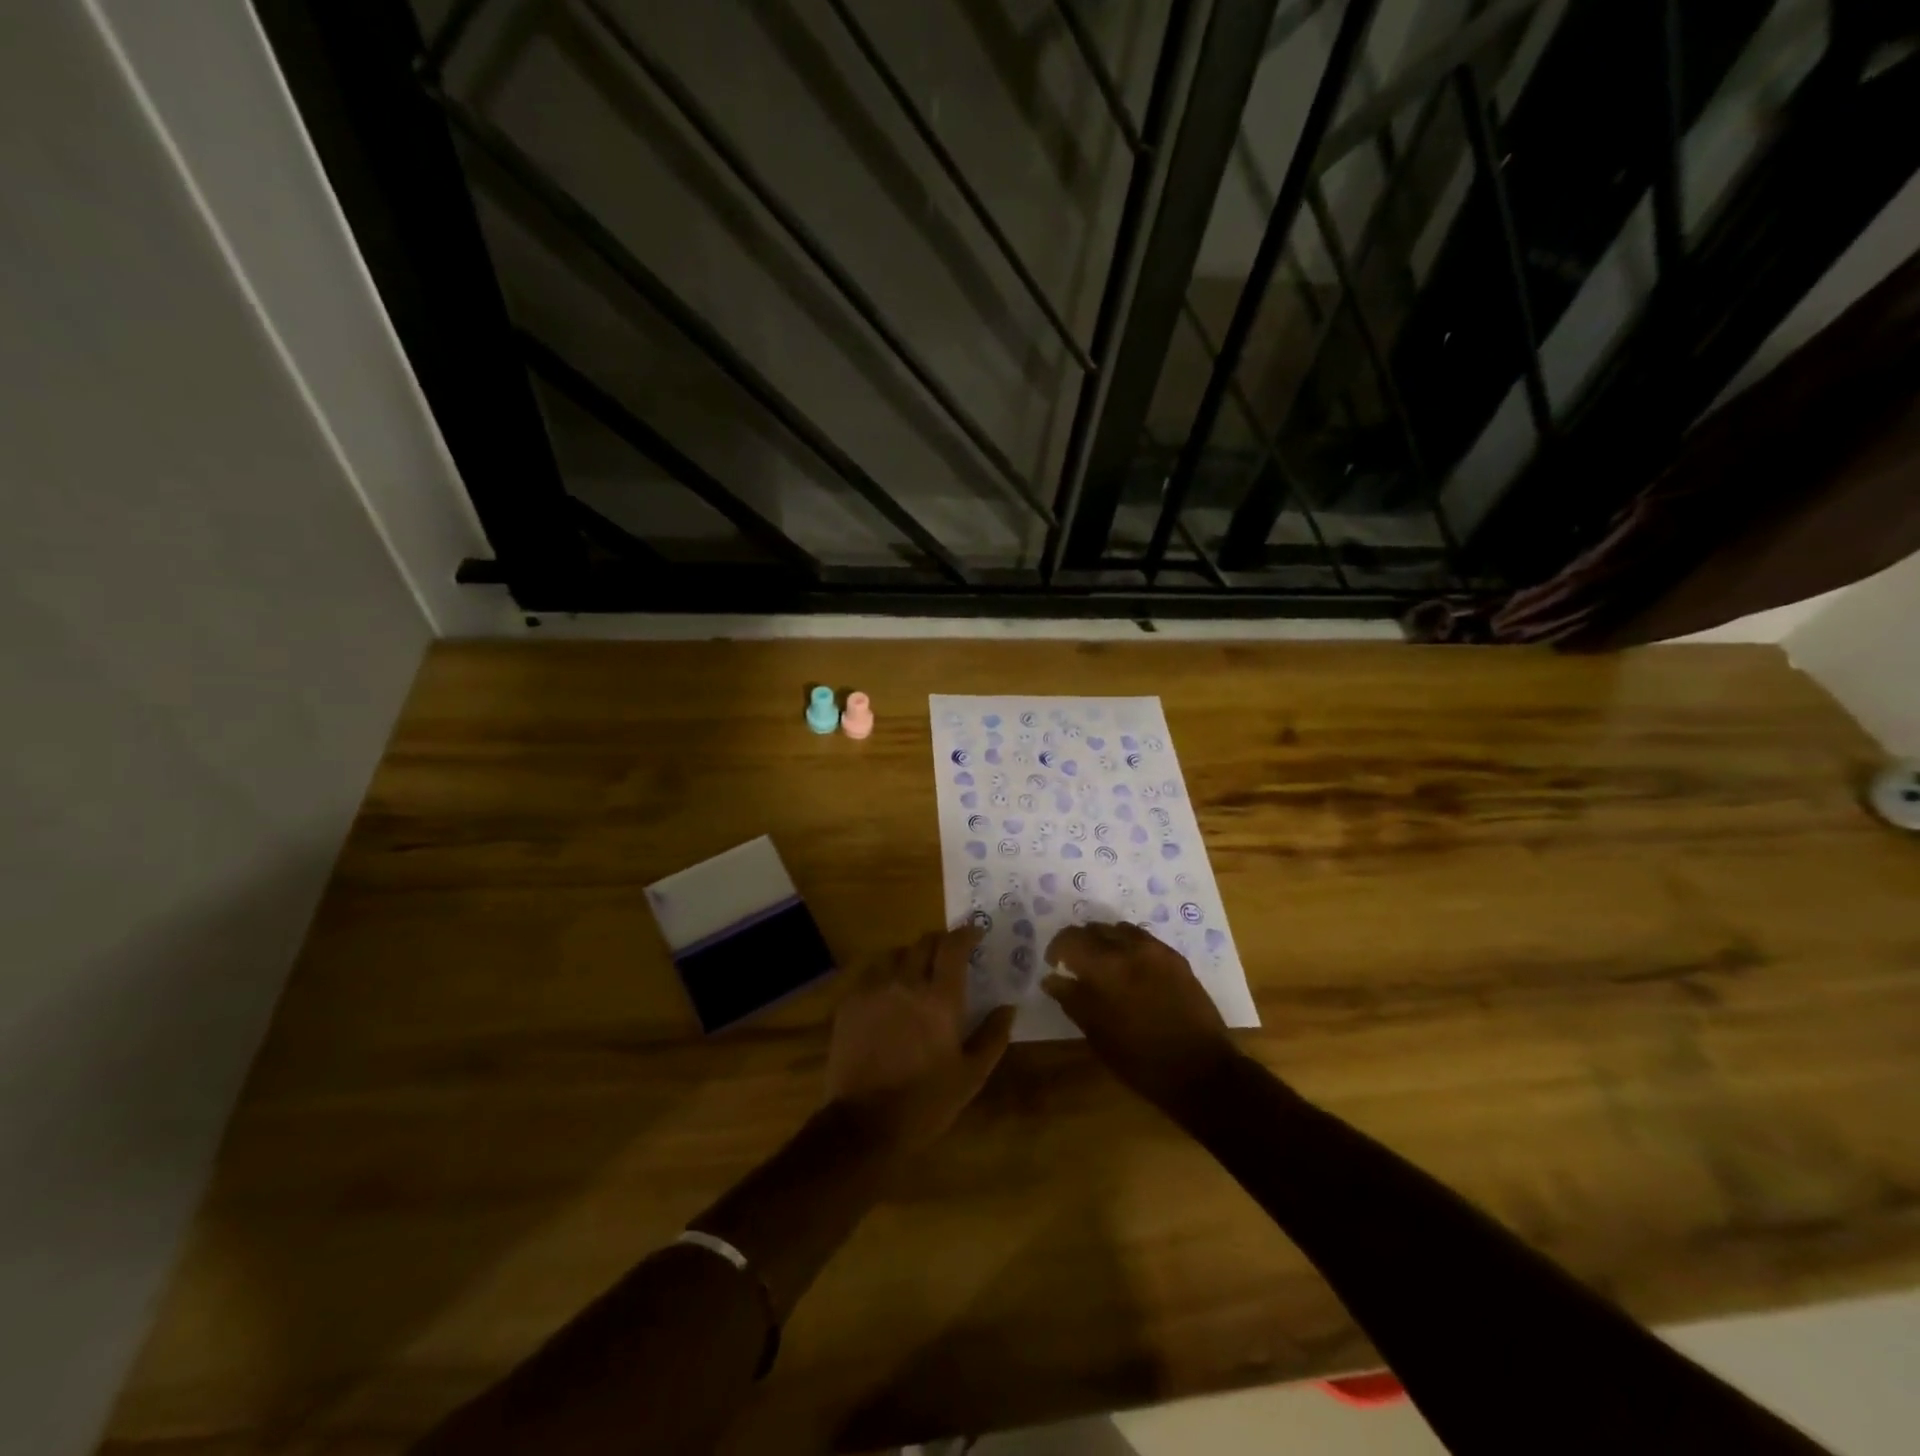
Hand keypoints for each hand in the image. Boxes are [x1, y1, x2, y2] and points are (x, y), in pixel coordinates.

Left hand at [826, 927, 1015, 1153]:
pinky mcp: (850, 1003)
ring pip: (895, 954)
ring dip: (911, 955)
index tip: (976, 931)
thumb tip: (1008, 1007)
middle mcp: (906, 983)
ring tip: (918, 971)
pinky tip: (889, 991)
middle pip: (924, 942)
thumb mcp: (971, 1076)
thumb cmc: (925, 1102)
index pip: (953, 946)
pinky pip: (871, 973)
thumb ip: (992, 1036)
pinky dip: (886, 973)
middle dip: (940, 942)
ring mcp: (874, 990)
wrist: (863, 1125)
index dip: (966, 932)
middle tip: (950, 953)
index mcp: (940, 998)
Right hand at [1042, 921, 1237, 1113]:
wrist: (1201, 1070)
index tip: (1054, 964)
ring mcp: (1156, 951)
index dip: (1057, 948)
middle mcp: (1129, 949)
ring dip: (1105, 941)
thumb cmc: (1141, 1060)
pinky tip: (1130, 967)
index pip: (1070, 939)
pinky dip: (1128, 945)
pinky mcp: (1175, 958)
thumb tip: (1052, 979)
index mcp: (1105, 968)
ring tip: (1103, 963)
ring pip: (1119, 930)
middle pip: (1094, 929)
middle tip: (1075, 963)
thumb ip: (1072, 999)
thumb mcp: (1098, 1034)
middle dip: (1079, 942)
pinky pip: (1143, 939)